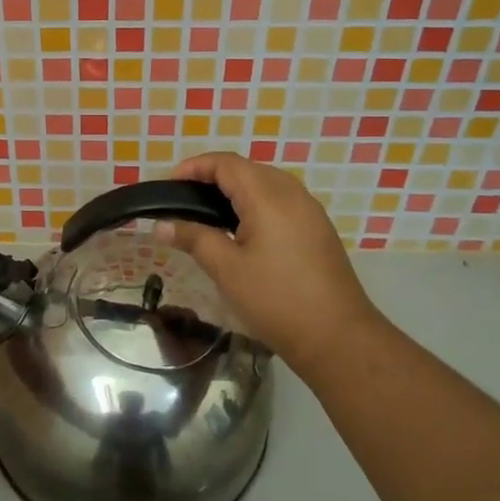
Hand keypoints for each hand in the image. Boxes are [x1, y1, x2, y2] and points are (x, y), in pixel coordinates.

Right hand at [158, 153, 386, 369]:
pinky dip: (256, 202)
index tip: (170, 184)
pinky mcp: (317, 228)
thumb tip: (161, 225)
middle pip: (247, 168)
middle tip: (185, 199)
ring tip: (209, 212)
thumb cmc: (276, 300)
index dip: (195, 167)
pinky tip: (243, 229)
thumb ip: (193, 238)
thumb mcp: (226, 270)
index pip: (226, 163)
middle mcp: (292, 193)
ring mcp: (309, 210)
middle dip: (213, 176)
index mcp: (268, 197)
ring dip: (236, 188)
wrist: (338, 336)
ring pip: (266, 183)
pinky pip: (281, 199)